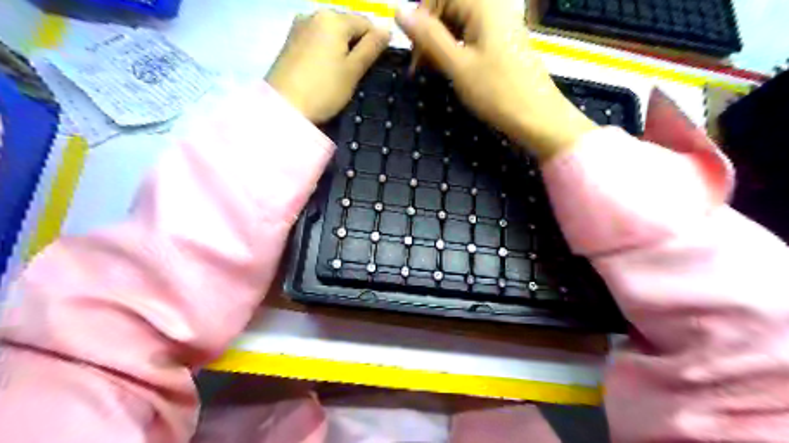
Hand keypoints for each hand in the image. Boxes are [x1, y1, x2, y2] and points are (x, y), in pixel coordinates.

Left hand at [267, 10, 388, 122]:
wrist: (283, 107)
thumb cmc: (324, 90)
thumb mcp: (353, 71)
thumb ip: (371, 48)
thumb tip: (386, 30)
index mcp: (334, 19)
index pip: (366, 23)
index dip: (375, 43)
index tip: (373, 67)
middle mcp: (314, 14)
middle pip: (347, 25)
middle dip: (356, 45)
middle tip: (357, 73)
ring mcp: (299, 26)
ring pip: (331, 33)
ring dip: (341, 49)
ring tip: (340, 75)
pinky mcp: (290, 40)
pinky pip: (317, 40)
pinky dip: (326, 51)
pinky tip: (324, 71)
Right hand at [395, 1, 598, 157]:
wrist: (537, 117)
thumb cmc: (497, 92)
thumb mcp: (457, 65)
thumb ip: (428, 36)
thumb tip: (398, 11)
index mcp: (483, 4)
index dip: (421, 18)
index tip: (414, 50)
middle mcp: (493, 6)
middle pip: (449, 7)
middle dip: (430, 33)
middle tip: (420, 66)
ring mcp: (500, 24)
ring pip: (458, 23)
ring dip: (441, 44)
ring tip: (433, 71)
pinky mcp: (502, 41)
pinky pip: (471, 35)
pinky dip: (456, 50)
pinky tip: (451, 70)